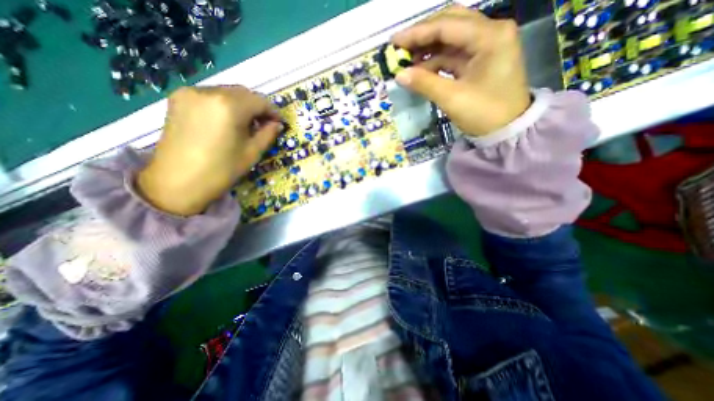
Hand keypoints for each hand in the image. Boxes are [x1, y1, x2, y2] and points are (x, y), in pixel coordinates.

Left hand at [136, 85, 281, 216]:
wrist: (177, 182)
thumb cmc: (221, 170)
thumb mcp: (252, 153)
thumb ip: (268, 134)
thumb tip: (276, 124)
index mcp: (229, 106)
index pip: (259, 101)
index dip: (273, 111)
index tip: (279, 123)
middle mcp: (208, 92)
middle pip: (243, 93)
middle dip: (258, 107)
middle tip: (265, 125)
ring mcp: (190, 93)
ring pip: (227, 92)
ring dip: (242, 105)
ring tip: (247, 125)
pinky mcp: (178, 99)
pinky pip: (211, 95)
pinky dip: (225, 105)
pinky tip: (227, 121)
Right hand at [389, 5, 529, 136]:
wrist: (507, 130)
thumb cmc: (484, 114)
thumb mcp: (452, 99)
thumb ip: (424, 83)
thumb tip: (399, 75)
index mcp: (490, 36)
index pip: (447, 25)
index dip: (417, 33)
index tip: (394, 41)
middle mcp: (491, 32)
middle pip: (450, 24)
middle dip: (423, 36)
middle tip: (400, 47)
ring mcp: (487, 46)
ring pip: (451, 39)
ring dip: (428, 50)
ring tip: (407, 62)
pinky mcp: (481, 60)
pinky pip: (454, 55)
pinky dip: (436, 62)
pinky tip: (421, 71)